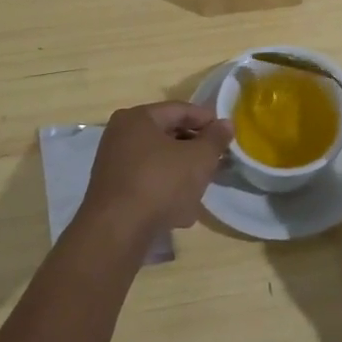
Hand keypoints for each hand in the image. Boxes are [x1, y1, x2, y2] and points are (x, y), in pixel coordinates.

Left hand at [77, 102, 232, 246]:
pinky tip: (182, 209)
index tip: (227, 134)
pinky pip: (147, 181)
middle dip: (195, 148)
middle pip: (168, 135)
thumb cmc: (161, 183)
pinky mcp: (113, 191)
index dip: (207, 120)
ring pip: (159, 160)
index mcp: (138, 118)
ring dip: (183, 171)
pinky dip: (166, 189)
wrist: (117, 231)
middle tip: (218, 160)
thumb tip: (225, 124)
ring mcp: (113, 164)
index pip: (180, 110)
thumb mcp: (199, 158)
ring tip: (203, 185)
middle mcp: (120, 135)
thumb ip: (215, 138)